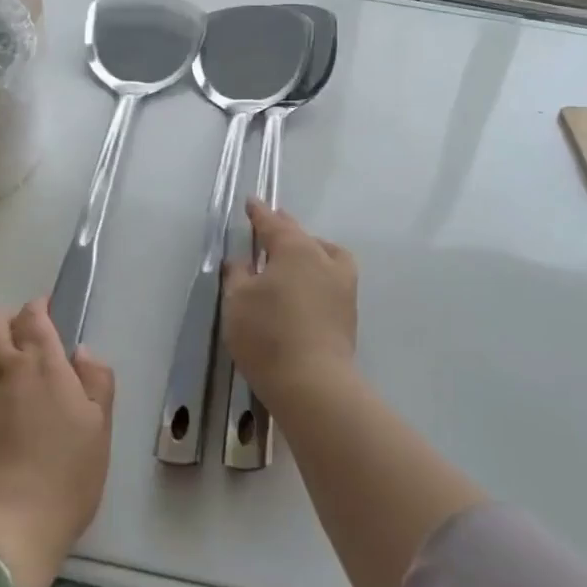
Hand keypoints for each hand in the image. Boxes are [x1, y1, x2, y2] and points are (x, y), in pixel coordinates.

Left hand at [0, 299, 114, 586]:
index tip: (48, 317)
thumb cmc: (62, 477)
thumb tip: (81, 352)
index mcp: (39, 361)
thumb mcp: (100, 429)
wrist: (2, 531)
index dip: (40, 309)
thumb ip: (97, 380)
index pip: (32, 314)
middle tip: (21, 339)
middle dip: (5, 318)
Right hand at [222, 199, 358, 409]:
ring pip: (324, 254)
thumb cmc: (268, 335)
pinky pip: (332, 277)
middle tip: (270, 225)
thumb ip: (237, 275)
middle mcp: (322, 258)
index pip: (272, 223)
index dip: (259, 213)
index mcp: (294, 248)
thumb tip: (242, 261)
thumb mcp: (237, 301)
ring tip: (293, 256)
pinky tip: (308, 287)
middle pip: (301, 235)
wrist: (313, 384)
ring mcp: (342, 285)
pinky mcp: (348, 312)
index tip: (251, 202)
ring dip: (308, 249)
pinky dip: (319, 273)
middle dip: (284, 228)